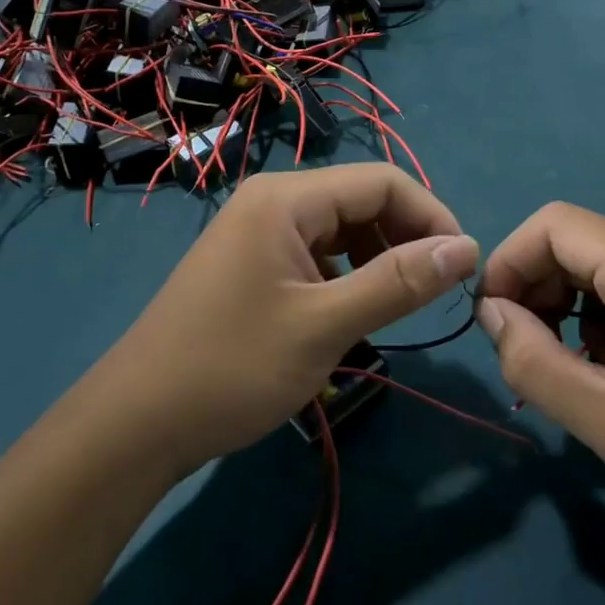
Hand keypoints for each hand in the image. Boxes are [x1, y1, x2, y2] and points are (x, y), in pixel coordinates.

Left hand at [94, 164, 477, 476]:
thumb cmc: (232, 367)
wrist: (138, 422)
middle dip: (406, 240)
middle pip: (361, 202)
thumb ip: (399, 282)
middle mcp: (272, 201)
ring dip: (378, 261)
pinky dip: (346, 278)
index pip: (383, 182)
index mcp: (286, 198)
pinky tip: (352, 316)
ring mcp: (258, 233)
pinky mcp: (251, 265)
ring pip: (340, 230)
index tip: (464, 269)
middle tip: (435, 296)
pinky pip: (315, 256)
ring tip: (398, 308)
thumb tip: (467, 248)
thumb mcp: (325, 326)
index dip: (432, 217)